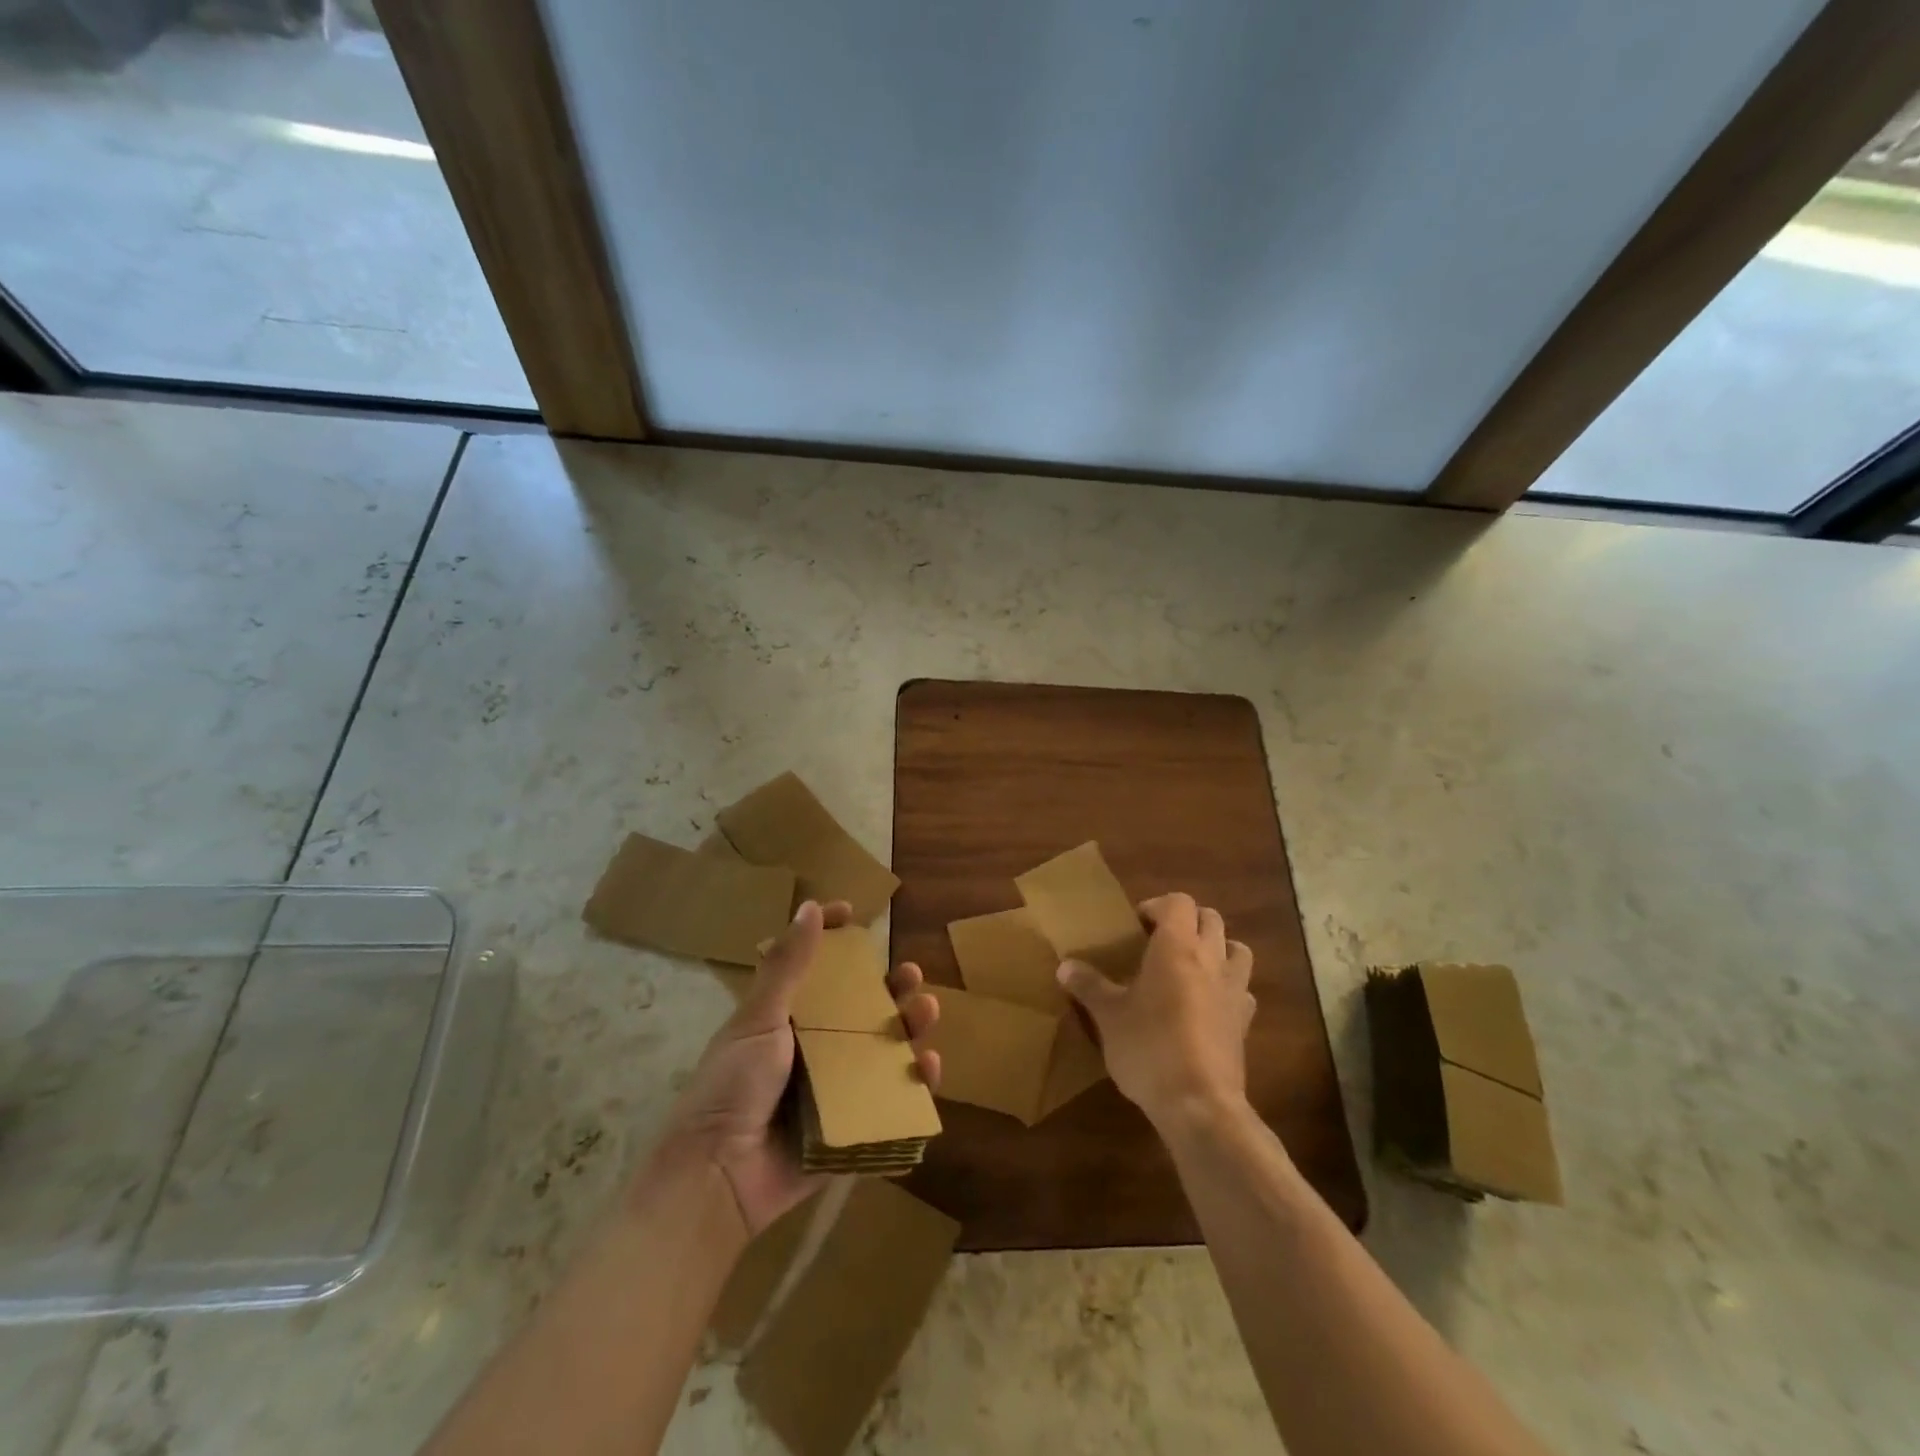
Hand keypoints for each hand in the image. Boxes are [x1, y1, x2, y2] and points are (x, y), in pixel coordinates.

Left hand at [642, 900, 940, 1235]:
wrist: (717, 1178)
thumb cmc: (732, 1087)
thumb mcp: (759, 1020)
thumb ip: (787, 967)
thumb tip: (810, 906)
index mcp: (785, 1020)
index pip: (815, 970)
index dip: (834, 940)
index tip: (854, 914)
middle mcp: (812, 1050)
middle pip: (860, 1009)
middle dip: (890, 988)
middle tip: (911, 974)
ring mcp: (832, 1090)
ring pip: (881, 1051)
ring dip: (909, 1029)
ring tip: (928, 1012)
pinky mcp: (848, 1128)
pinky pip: (887, 1102)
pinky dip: (912, 1086)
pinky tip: (929, 1069)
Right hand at [1056, 892, 1253, 1130]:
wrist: (1199, 1103)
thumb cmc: (1148, 1047)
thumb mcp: (1108, 1016)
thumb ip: (1089, 986)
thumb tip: (1064, 966)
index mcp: (1176, 946)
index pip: (1178, 902)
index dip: (1157, 906)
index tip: (1136, 926)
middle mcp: (1210, 958)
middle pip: (1210, 918)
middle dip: (1186, 921)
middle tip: (1159, 942)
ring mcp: (1234, 989)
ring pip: (1236, 948)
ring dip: (1217, 947)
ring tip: (1190, 965)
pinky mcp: (1245, 1021)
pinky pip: (1243, 989)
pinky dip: (1229, 986)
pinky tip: (1208, 1004)